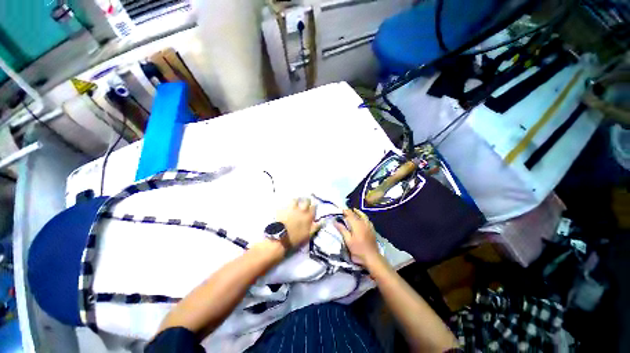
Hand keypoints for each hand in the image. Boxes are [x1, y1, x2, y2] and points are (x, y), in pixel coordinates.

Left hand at [276, 198, 320, 248]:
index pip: (314, 207)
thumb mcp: (309, 235)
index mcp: (309, 216)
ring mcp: (292, 208)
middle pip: (306, 200)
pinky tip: (286, 207)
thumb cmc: (296, 238)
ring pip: (296, 200)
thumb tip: (323, 221)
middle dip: (307, 201)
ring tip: (295, 203)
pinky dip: (286, 205)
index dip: (313, 207)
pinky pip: (285, 204)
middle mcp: (302, 210)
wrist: (281, 238)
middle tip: (305, 203)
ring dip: (296, 201)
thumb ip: (316, 227)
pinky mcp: (283, 209)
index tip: (312, 208)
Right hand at [334, 209, 381, 265]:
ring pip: (363, 215)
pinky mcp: (372, 229)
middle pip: (356, 214)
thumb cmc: (358, 249)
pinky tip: (362, 218)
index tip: (339, 210)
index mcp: (356, 224)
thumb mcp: (348, 240)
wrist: (372, 257)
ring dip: (357, 212)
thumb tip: (335, 221)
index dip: (345, 211)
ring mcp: (369, 225)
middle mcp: (363, 222)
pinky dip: (363, 217)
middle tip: (344, 211)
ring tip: (354, 211)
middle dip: (350, 211)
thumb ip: (342, 229)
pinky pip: (367, 219)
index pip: (350, 214)